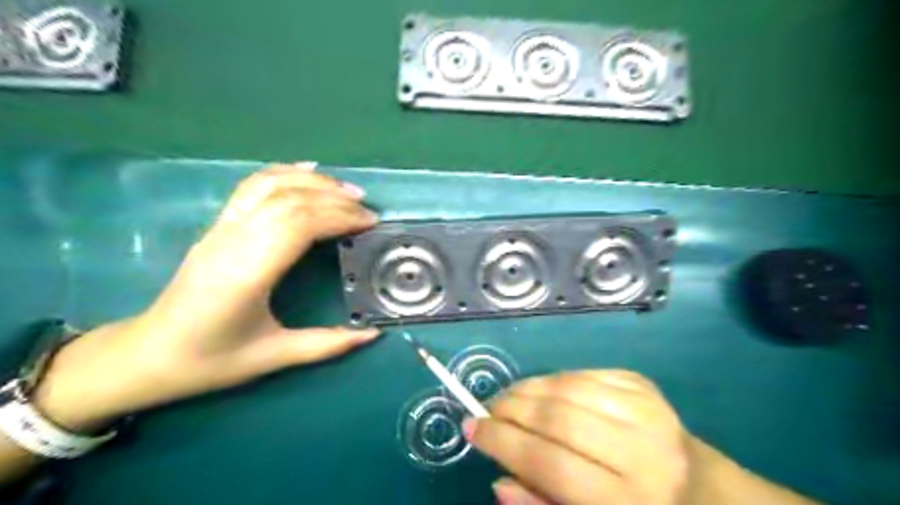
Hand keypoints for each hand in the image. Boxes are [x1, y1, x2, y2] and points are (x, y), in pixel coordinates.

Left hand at [32, 163, 379, 432]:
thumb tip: (373, 333)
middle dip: (335, 200)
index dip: (338, 217)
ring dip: (313, 182)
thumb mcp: (273, 357)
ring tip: (347, 190)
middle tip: (368, 210)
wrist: (148, 355)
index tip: (369, 223)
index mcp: (247, 273)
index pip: (298, 225)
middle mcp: (233, 241)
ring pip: (270, 185)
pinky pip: (251, 187)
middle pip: (290, 200)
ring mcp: (222, 229)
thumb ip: (327, 344)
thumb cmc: (210, 360)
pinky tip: (307, 171)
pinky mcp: (218, 226)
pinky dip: (283, 173)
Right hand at [463, 370, 694, 503]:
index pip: (549, 462)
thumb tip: (499, 479)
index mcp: (628, 501)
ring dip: (526, 389)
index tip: (472, 428)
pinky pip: (583, 373)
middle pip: (557, 417)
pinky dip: (553, 380)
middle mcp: (641, 451)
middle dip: (510, 409)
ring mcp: (645, 409)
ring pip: (567, 387)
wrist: (702, 489)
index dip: (502, 442)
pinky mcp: (642, 384)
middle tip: (486, 411)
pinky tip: (542, 392)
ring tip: (507, 400)